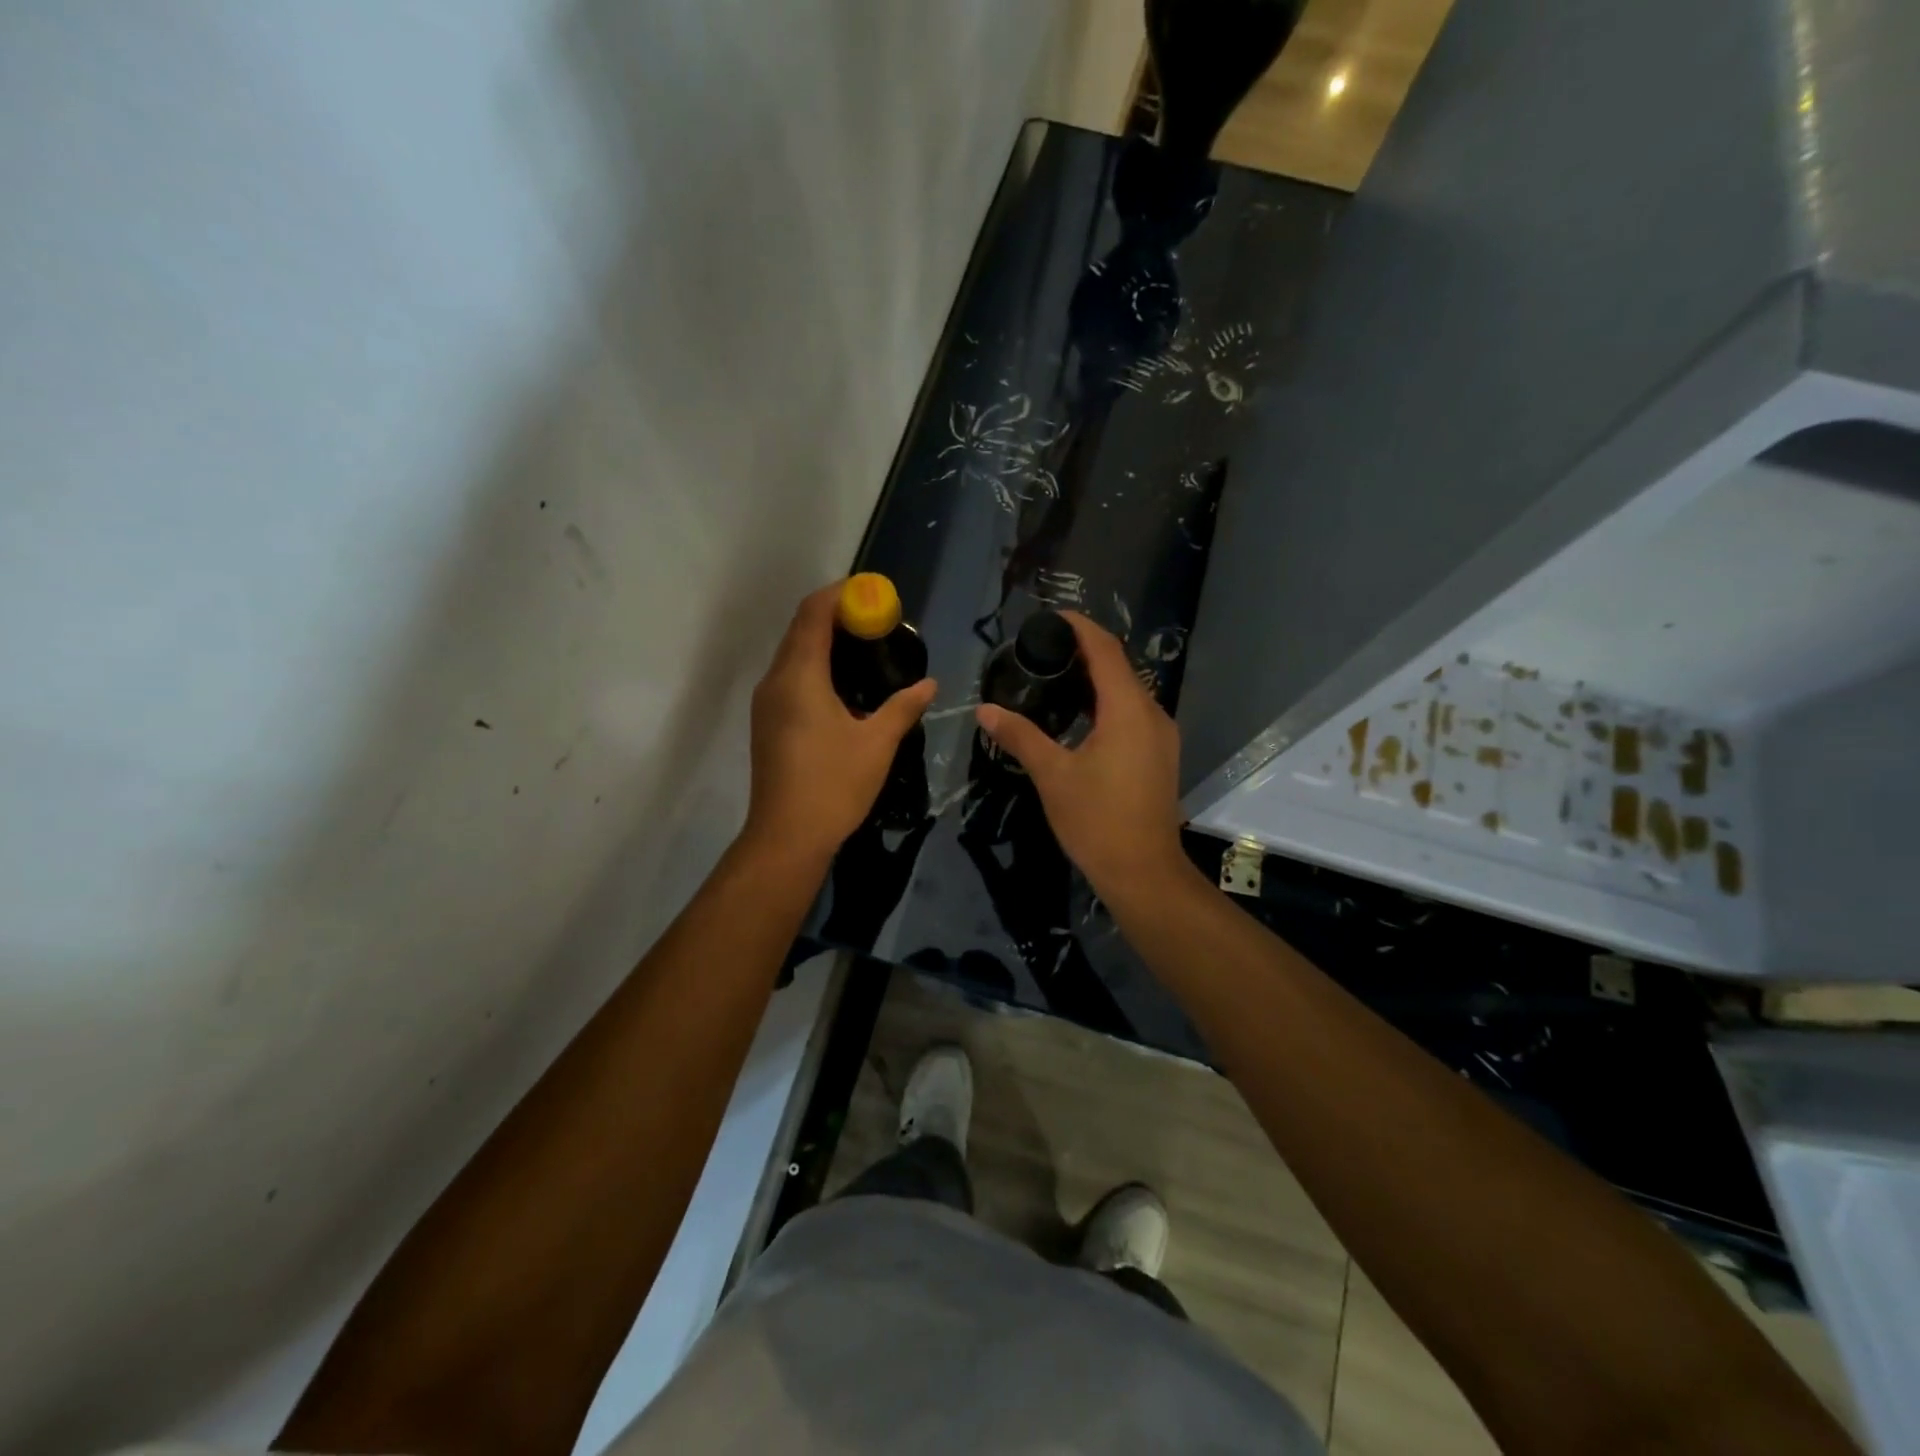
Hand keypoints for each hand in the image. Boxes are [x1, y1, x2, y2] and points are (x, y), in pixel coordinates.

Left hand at [743, 582, 936, 867]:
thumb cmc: (833, 785)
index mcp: (799, 677)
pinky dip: (815, 665)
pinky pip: (790, 676)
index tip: (872, 593)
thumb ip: (904, 707)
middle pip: (801, 629)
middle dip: (836, 615)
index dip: (840, 595)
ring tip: (865, 647)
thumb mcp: (878, 744)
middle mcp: (775, 681)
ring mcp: (766, 703)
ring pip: (793, 653)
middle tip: (876, 620)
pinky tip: (844, 684)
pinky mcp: (767, 722)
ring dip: (824, 641)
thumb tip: (929, 683)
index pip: (813, 614)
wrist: (786, 837)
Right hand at [974, 611, 1187, 900]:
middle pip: (1119, 667)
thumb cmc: (1097, 821)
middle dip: (1085, 651)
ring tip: (1055, 676)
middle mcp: (1152, 713)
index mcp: (1128, 710)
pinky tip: (1080, 715)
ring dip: (1096, 679)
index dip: (1080, 627)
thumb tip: (985, 710)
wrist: (1143, 872)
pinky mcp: (1160, 755)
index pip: (1105, 650)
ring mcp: (1161, 736)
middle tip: (1043, 649)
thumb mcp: (1052, 775)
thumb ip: (1020, 736)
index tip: (1051, 617)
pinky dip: (1107, 703)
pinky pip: (1133, 713)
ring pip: (1128, 691)